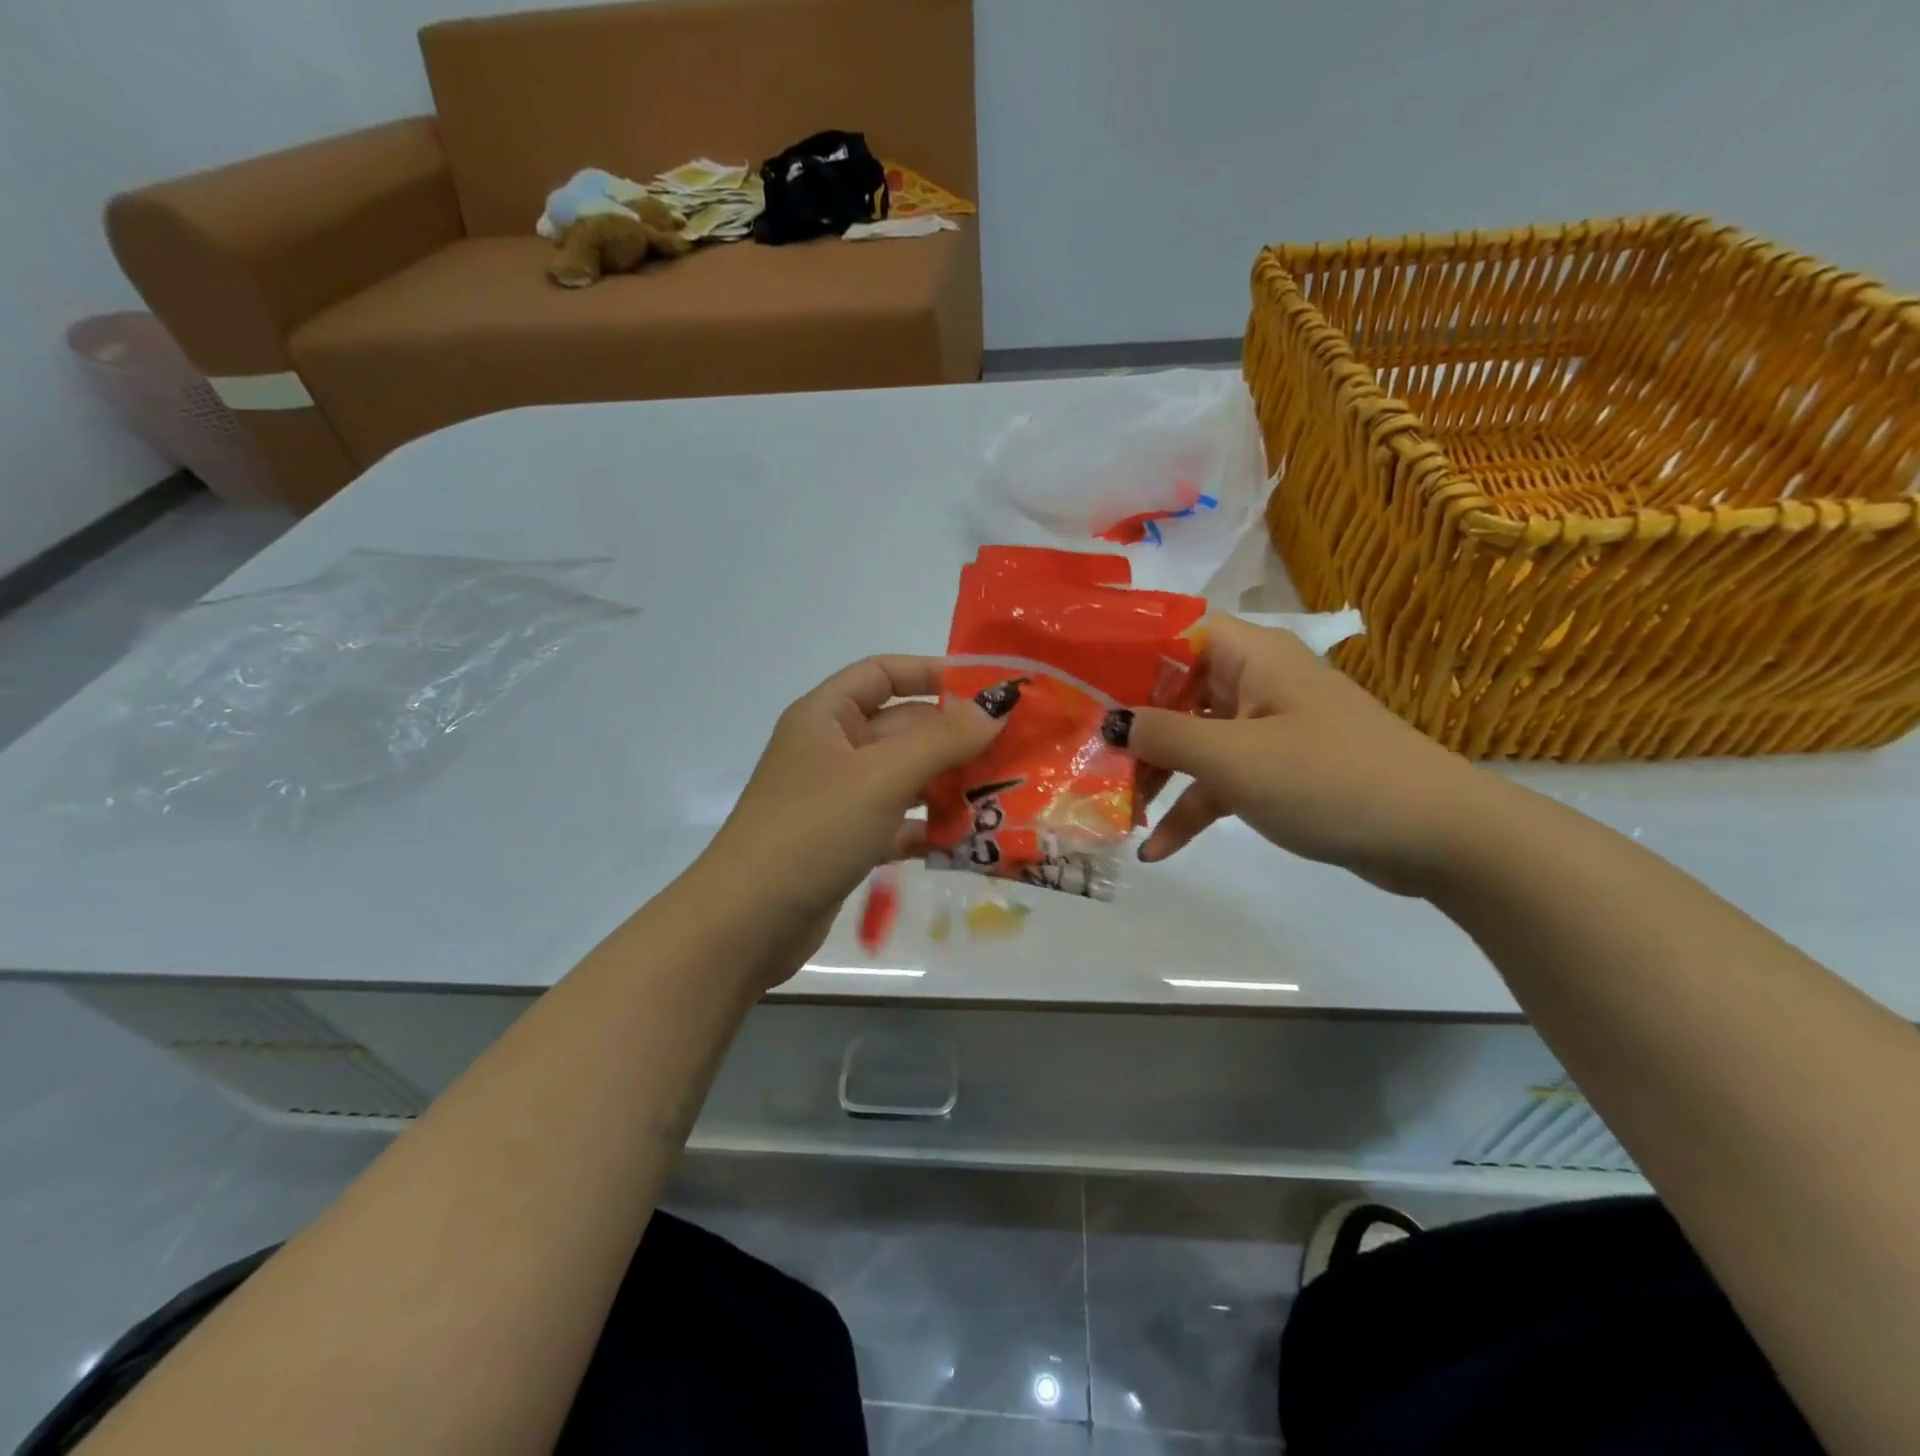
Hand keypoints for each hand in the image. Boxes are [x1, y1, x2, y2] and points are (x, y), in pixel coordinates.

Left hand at [696, 656, 1009, 975]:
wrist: (747, 924)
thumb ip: (942, 739)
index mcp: (825, 716)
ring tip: (1003, 793)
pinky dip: (929, 828)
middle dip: (953, 737)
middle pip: (901, 728)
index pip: (883, 673)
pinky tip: (968, 841)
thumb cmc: (813, 830)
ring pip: (904, 778)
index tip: (986, 689)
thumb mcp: (881, 777)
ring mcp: (838, 799)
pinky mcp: (846, 843)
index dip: (932, 673)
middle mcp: (831, 751)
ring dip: (948, 784)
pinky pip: (897, 823)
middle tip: (1014, 749)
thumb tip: (996, 706)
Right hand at [1112, 615, 1492, 896]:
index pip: (1173, 629)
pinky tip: (1156, 849)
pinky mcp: (1278, 773)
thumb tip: (1109, 722)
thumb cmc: (1330, 777)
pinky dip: (1190, 808)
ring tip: (1109, 808)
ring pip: (1193, 740)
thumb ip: (1164, 736)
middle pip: (1173, 690)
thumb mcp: (1235, 758)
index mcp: (1250, 656)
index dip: (1123, 647)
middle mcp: (1255, 683)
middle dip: (1128, 725)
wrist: (1437, 836)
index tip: (1075, 677)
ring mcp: (1266, 729)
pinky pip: (1220, 782)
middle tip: (1078, 752)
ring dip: (1154, 774)